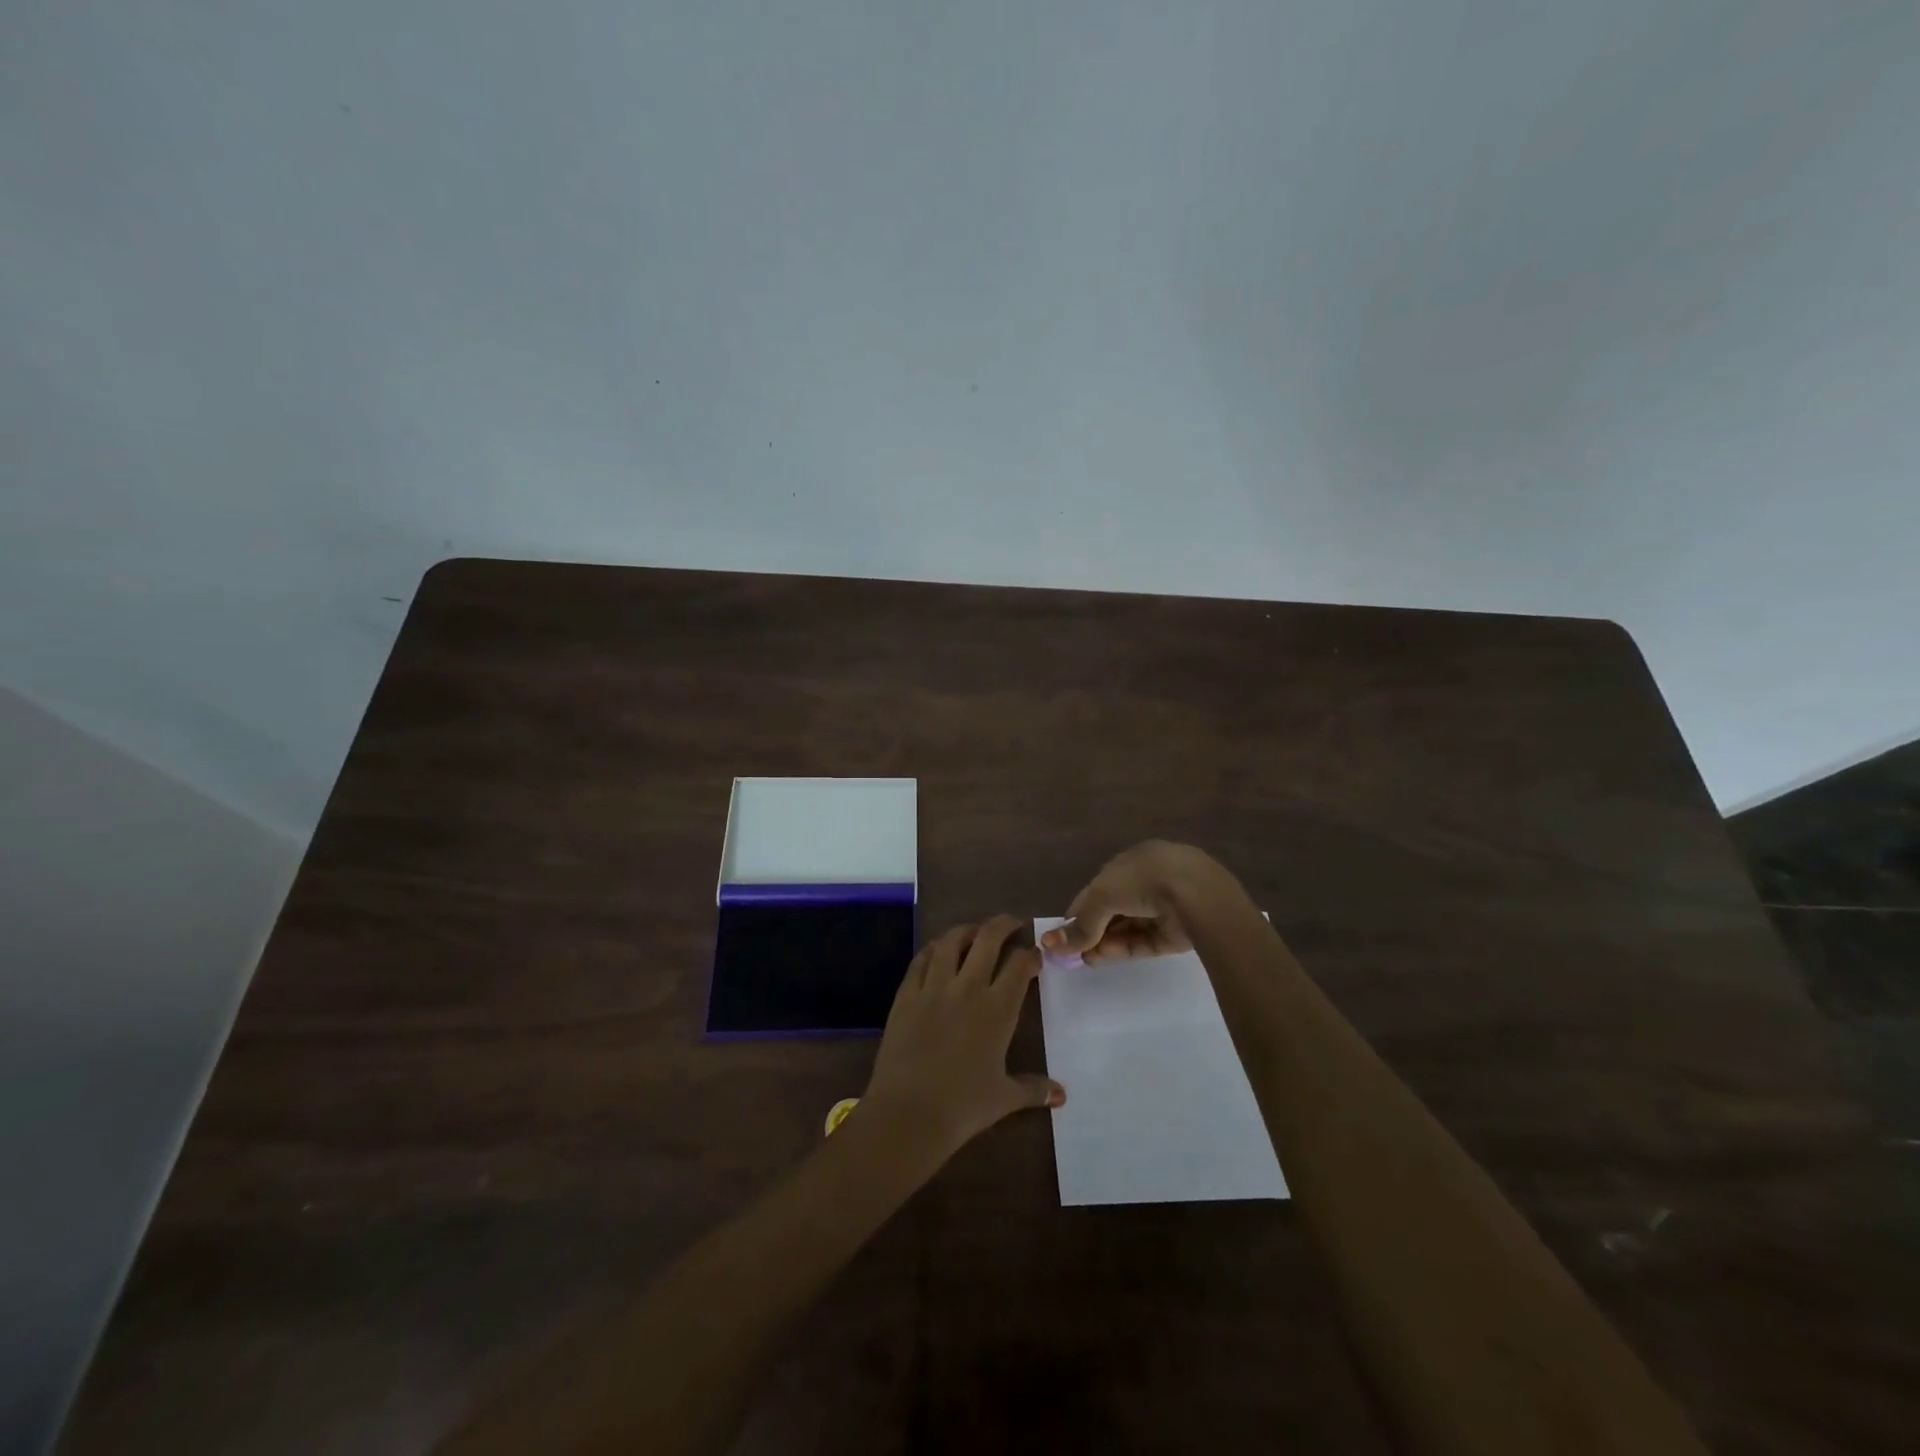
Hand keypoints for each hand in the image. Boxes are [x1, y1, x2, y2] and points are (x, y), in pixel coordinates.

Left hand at [862, 916, 1064, 1159]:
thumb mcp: (1004, 1099)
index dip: (1030, 954)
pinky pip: (921, 960)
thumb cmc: (963, 1107)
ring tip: (975, 931)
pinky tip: (938, 950)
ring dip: (966, 930)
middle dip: (1003, 924)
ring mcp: (934, 987)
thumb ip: (1034, 1089)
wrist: (908, 1113)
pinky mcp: (906, 994)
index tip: (1035, 954)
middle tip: (1011, 923)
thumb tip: (1062, 1096)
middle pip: (988, 939)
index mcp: (998, 1009)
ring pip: (952, 941)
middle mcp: (968, 988)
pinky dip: (933, 949)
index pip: (1019, 965)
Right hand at [1039, 841, 1227, 964]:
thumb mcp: (1102, 896)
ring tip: (1084, 960)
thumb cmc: (1143, 880)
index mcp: (1131, 862)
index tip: (1063, 932)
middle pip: (1113, 910)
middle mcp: (1148, 882)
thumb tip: (1049, 944)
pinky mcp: (1176, 933)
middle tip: (1072, 952)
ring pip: (1127, 928)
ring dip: (1104, 942)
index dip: (1078, 910)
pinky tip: (1102, 959)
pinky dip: (1122, 949)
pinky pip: (1143, 942)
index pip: (1099, 888)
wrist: (1197, 894)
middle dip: (1091, 930)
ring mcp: (1164, 908)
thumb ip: (1080, 924)